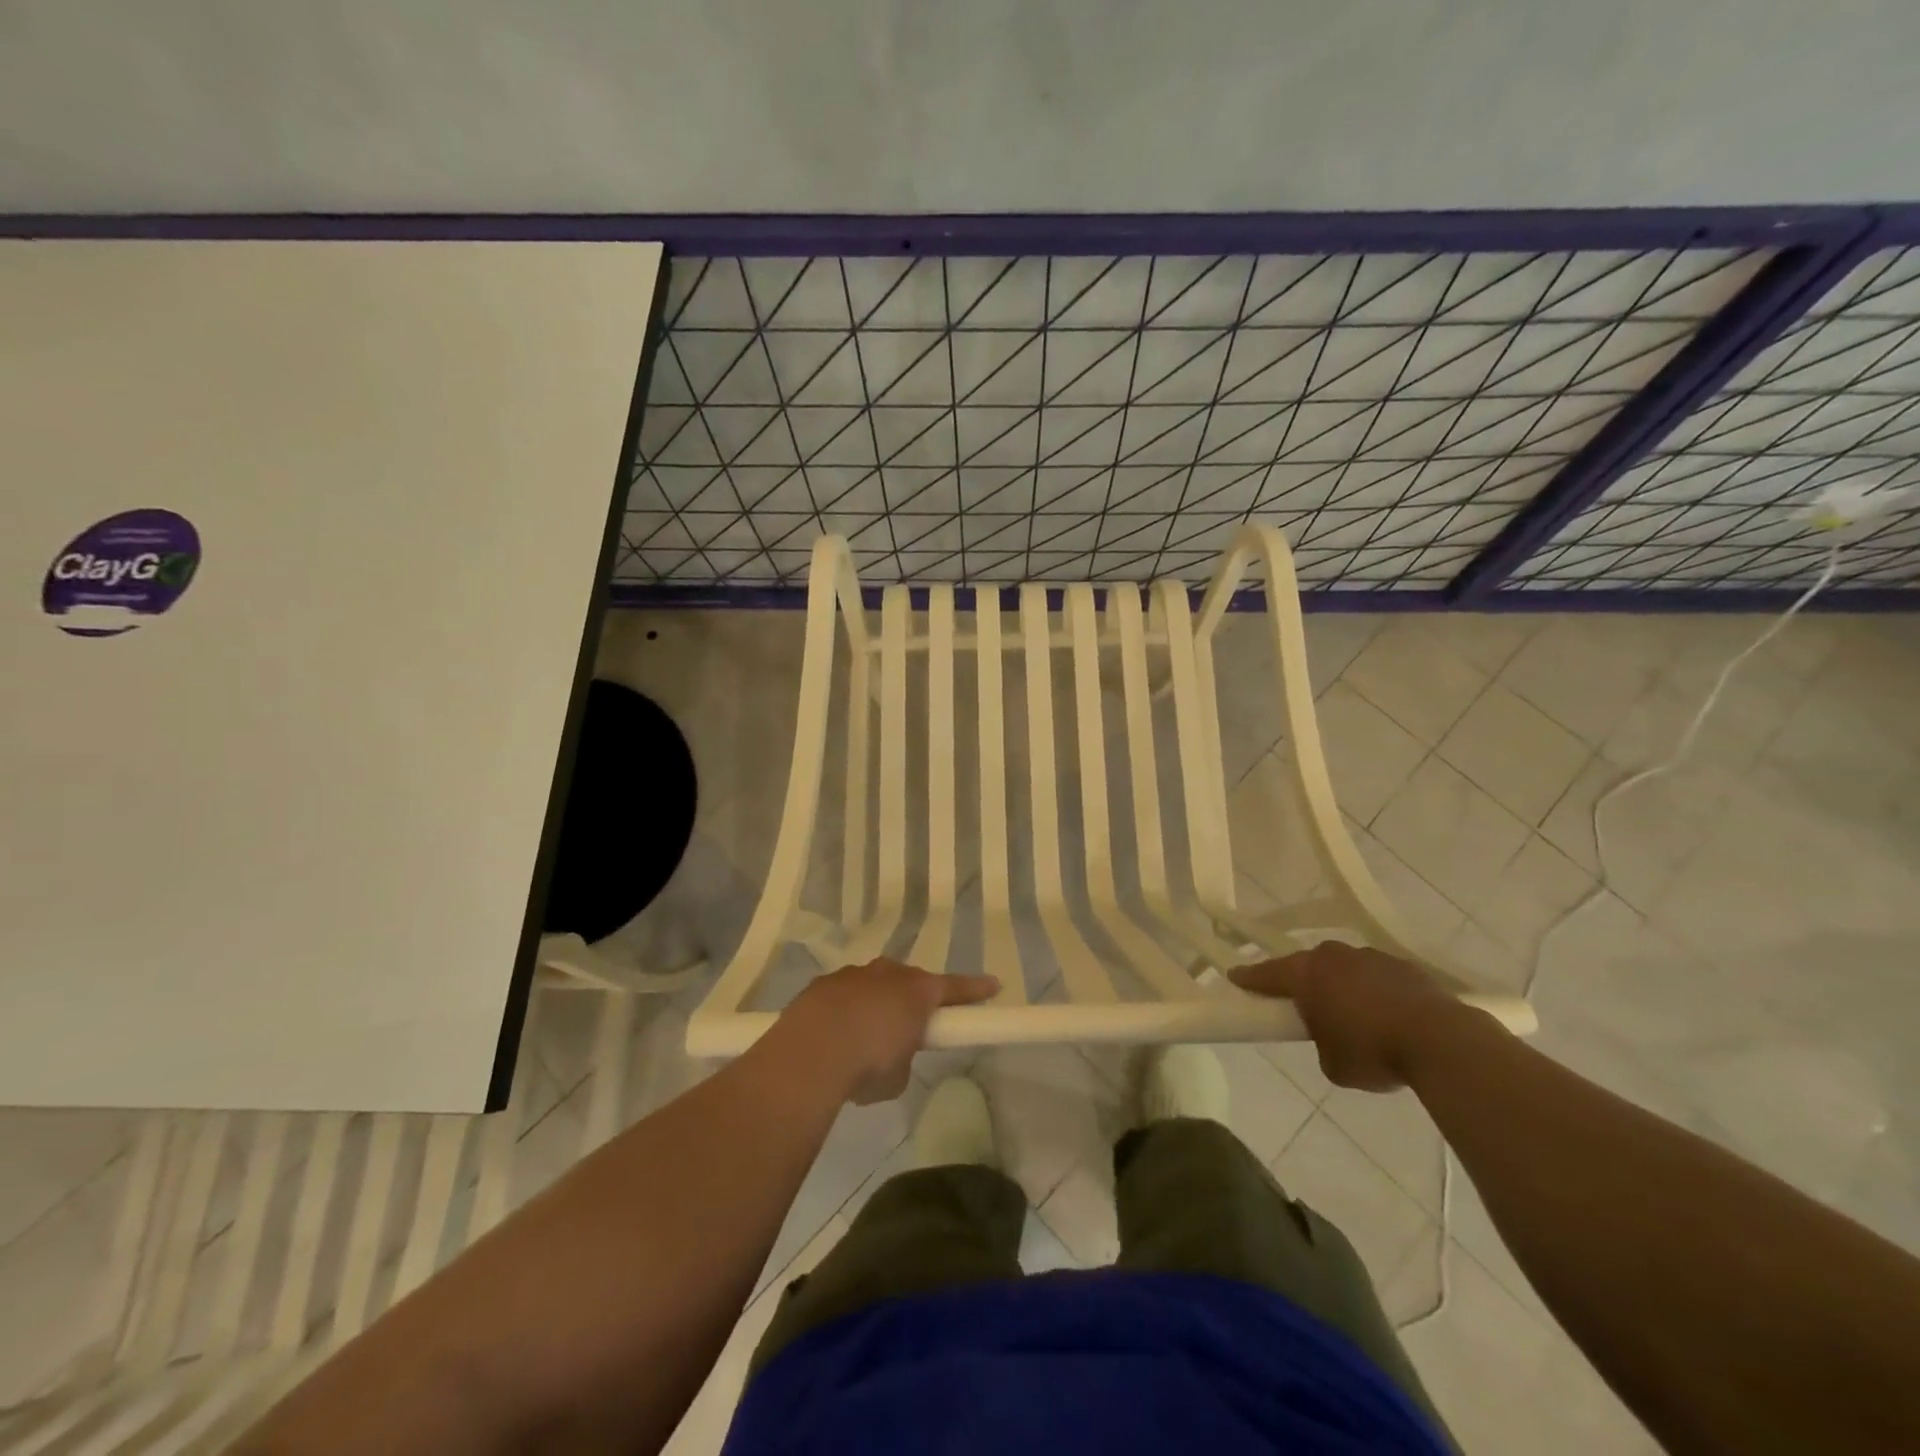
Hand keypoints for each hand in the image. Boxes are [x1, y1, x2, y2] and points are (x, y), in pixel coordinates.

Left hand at [779, 959, 998, 1104]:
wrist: (808, 1054)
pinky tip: (833, 1036)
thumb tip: (890, 1055)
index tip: (994, 985)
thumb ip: (903, 1058)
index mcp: (916, 992)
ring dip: (875, 1004)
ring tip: (864, 1037)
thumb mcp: (898, 1075)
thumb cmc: (867, 1065)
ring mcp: (852, 975)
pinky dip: (844, 1011)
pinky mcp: (821, 985)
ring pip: (873, 984)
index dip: (975, 989)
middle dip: (913, 998)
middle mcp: (887, 974)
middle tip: (910, 1024)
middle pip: (910, 981)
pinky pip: (843, 995)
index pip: (955, 987)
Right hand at [1230, 942, 1463, 1091]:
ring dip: (1342, 986)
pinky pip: (1378, 977)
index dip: (1249, 978)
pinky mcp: (1406, 967)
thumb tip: (1332, 1035)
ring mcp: (1372, 957)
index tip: (1235, 977)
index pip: (1268, 973)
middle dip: (1303, 982)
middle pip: (1308, 965)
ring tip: (1352, 1015)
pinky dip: (1375, 992)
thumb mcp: (1332, 1063)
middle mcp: (1335, 956)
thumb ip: (1321, 1041)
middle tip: (1301, 1004)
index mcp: (1307, 974)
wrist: (1442, 1042)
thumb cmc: (1373, 1051)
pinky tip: (1386, 1016)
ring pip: (1345, 968)